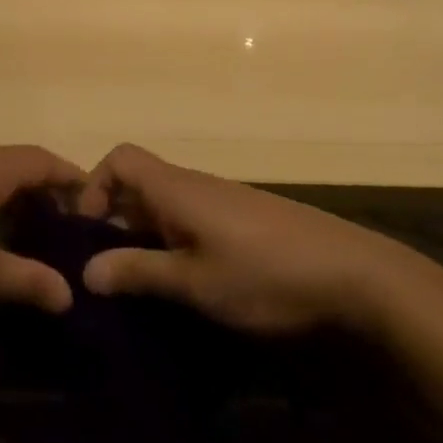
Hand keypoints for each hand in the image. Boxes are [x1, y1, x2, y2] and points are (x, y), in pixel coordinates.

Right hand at [75, 143, 424, 336]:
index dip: (94, 187)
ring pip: (166, 205)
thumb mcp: (195, 282)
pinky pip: (193, 219)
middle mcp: (195, 185)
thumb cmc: (266, 275)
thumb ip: (139, 272)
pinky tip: (192, 283)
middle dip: (117, 221)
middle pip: (139, 183)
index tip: (90, 233)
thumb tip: (85, 271)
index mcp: (176, 188)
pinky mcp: (245, 221)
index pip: (120, 159)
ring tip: (147, 283)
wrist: (356, 276)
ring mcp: (223, 201)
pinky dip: (177, 242)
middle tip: (111, 271)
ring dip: (147, 236)